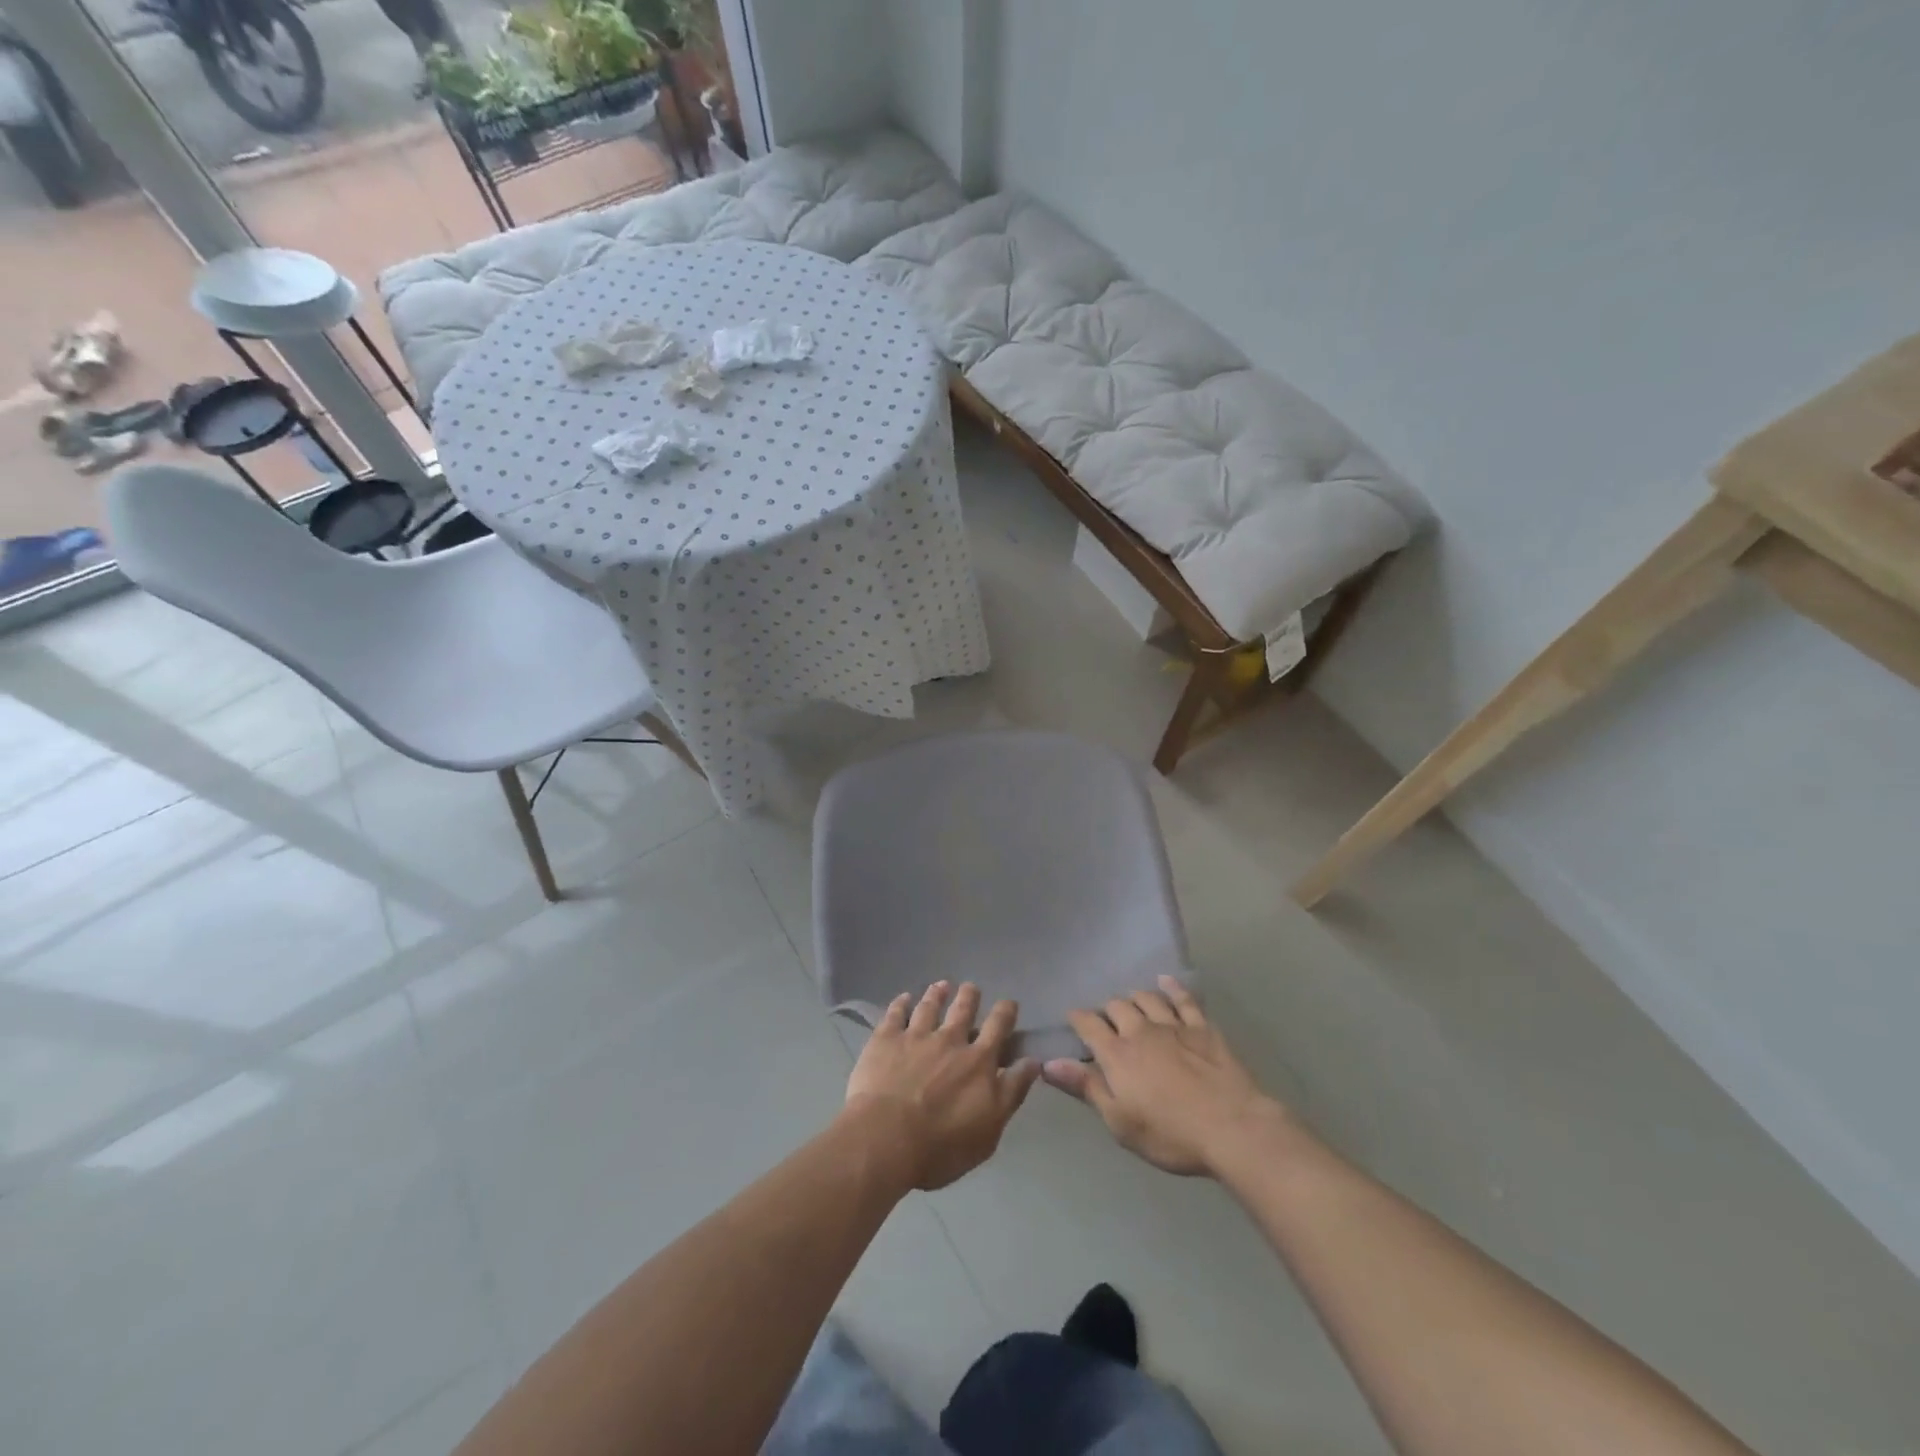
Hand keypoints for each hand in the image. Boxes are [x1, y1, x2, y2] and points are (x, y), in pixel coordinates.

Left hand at [843, 981, 1040, 1190]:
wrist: (886, 1139)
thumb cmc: (942, 1145)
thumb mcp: (990, 1129)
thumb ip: (1011, 1092)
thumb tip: (1033, 1062)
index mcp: (978, 1061)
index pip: (998, 1028)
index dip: (1005, 1012)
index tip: (1009, 1003)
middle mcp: (949, 1040)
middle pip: (962, 1009)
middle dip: (969, 996)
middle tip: (971, 987)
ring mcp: (915, 1036)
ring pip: (929, 1006)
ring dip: (937, 994)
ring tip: (941, 985)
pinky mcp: (885, 1039)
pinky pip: (895, 1014)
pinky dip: (900, 1003)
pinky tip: (903, 998)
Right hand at [1043, 976, 1286, 1176]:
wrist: (1232, 1127)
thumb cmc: (1170, 1134)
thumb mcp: (1120, 1121)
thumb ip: (1086, 1087)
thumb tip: (1048, 1063)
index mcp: (1117, 1054)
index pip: (1088, 1025)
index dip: (1077, 1019)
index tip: (1072, 1018)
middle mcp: (1141, 1030)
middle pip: (1117, 1007)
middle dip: (1107, 1009)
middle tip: (1105, 1019)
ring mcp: (1173, 1025)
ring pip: (1147, 998)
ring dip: (1135, 997)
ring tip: (1130, 1002)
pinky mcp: (1202, 1027)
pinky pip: (1184, 999)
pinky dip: (1172, 987)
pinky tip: (1166, 982)